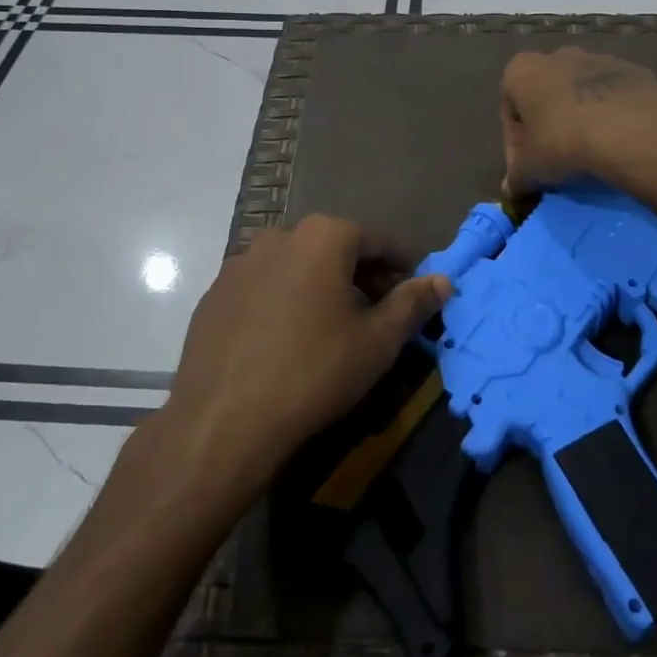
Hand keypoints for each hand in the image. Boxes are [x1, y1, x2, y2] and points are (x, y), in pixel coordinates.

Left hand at [166, 216, 450, 476]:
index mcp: (323, 237)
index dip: (400, 267)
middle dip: (361, 275)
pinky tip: (285, 340)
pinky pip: (262, 287)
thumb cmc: (314, 372)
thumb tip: (442, 280)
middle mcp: (279, 236)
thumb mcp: (377, 342)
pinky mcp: (214, 293)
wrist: (223, 420)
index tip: (412, 295)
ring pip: (296, 266)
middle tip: (377, 314)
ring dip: (320, 286)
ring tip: (330, 328)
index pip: (376, 241)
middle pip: (334, 248)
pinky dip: (282, 301)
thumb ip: (412, 304)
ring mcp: (240, 263)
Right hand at [499, 47, 656, 195]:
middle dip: (548, 126)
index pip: (509, 112)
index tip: (529, 168)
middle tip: (557, 160)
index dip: (516, 145)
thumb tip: (512, 189)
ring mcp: (598, 58)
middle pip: (545, 97)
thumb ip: (516, 178)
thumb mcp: (530, 170)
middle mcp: (556, 55)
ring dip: (579, 119)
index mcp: (521, 71)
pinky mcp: (632, 70)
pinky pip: (612, 97)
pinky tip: (617, 142)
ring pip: (580, 94)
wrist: (631, 130)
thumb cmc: (564, 142)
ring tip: (590, 153)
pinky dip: (610, 115)